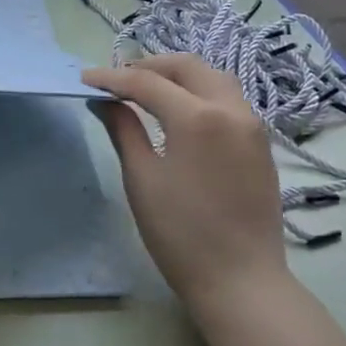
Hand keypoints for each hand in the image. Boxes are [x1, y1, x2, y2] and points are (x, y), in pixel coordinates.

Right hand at [81, 55, 290, 319]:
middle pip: (187, 67)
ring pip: (214, 78)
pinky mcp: (260, 144)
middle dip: (149, 66)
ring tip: (147, 90)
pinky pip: (229, 100)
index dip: (112, 78)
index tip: (85, 79)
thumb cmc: (181, 234)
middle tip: (117, 80)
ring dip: (179, 76)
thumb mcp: (142, 179)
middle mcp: (231, 110)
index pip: (147, 82)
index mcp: (198, 118)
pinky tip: (180, 111)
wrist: (240, 279)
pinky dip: (200, 92)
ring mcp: (252, 126)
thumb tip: (105, 101)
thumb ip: (124, 131)